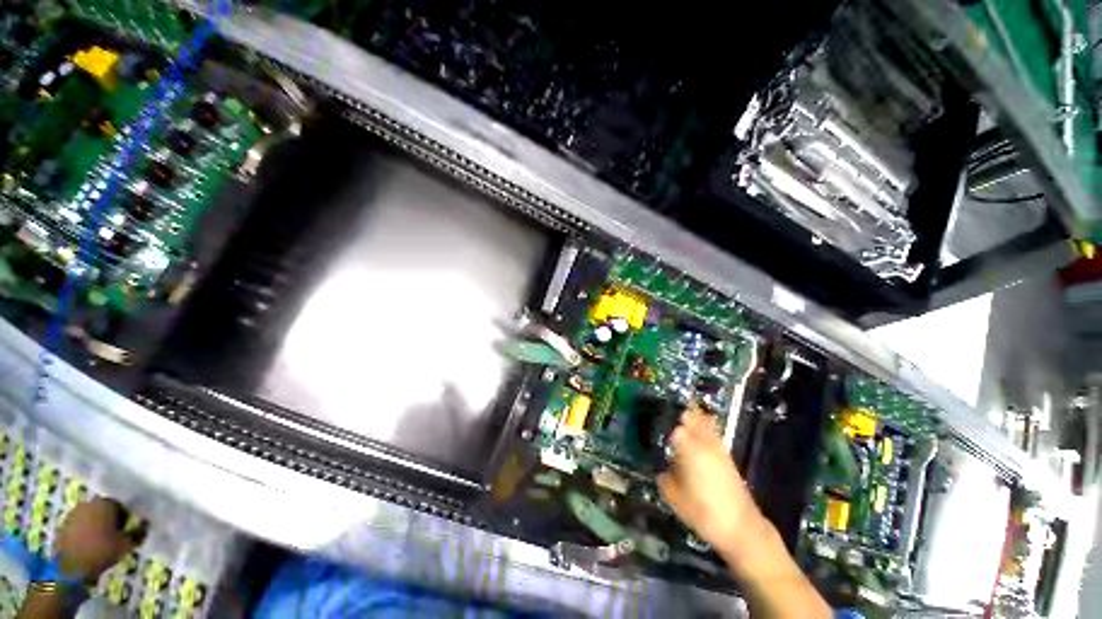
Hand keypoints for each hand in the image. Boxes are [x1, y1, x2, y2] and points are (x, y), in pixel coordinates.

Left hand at [56, 498, 135, 582]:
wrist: (71, 567)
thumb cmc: (101, 551)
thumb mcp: (126, 545)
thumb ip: (138, 533)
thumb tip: (146, 524)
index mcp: (105, 503)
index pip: (121, 504)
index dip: (126, 515)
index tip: (129, 527)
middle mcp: (89, 503)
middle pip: (103, 508)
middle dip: (110, 518)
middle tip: (117, 533)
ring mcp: (74, 513)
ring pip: (90, 516)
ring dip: (97, 524)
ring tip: (103, 539)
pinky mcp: (65, 525)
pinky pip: (80, 524)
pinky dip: (86, 531)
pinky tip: (90, 543)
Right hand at [657, 408, 763, 555]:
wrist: (740, 527)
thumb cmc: (703, 511)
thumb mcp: (674, 498)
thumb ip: (664, 479)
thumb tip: (662, 471)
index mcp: (689, 449)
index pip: (675, 427)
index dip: (665, 423)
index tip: (656, 422)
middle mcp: (704, 443)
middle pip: (693, 419)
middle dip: (682, 414)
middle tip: (669, 414)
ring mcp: (718, 449)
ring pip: (706, 424)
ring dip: (695, 419)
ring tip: (683, 417)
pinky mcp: (728, 457)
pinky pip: (713, 435)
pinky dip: (706, 429)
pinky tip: (698, 435)